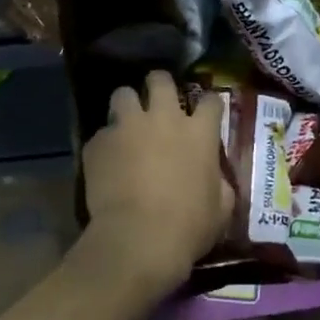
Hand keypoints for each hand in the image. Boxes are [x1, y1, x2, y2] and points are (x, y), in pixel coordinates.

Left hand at [76, 71, 232, 297]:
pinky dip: (105, 144)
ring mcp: (128, 126)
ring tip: (126, 124)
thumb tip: (217, 178)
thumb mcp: (220, 208)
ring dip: (126, 106)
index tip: (206, 113)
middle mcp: (164, 118)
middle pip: (160, 80)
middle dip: (159, 85)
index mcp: (199, 132)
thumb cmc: (189, 226)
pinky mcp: (98, 142)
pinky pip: (101, 133)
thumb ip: (220, 183)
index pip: (211, 100)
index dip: (209, 104)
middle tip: (158, 102)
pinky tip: (106, 162)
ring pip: (123, 94)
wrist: (138, 240)